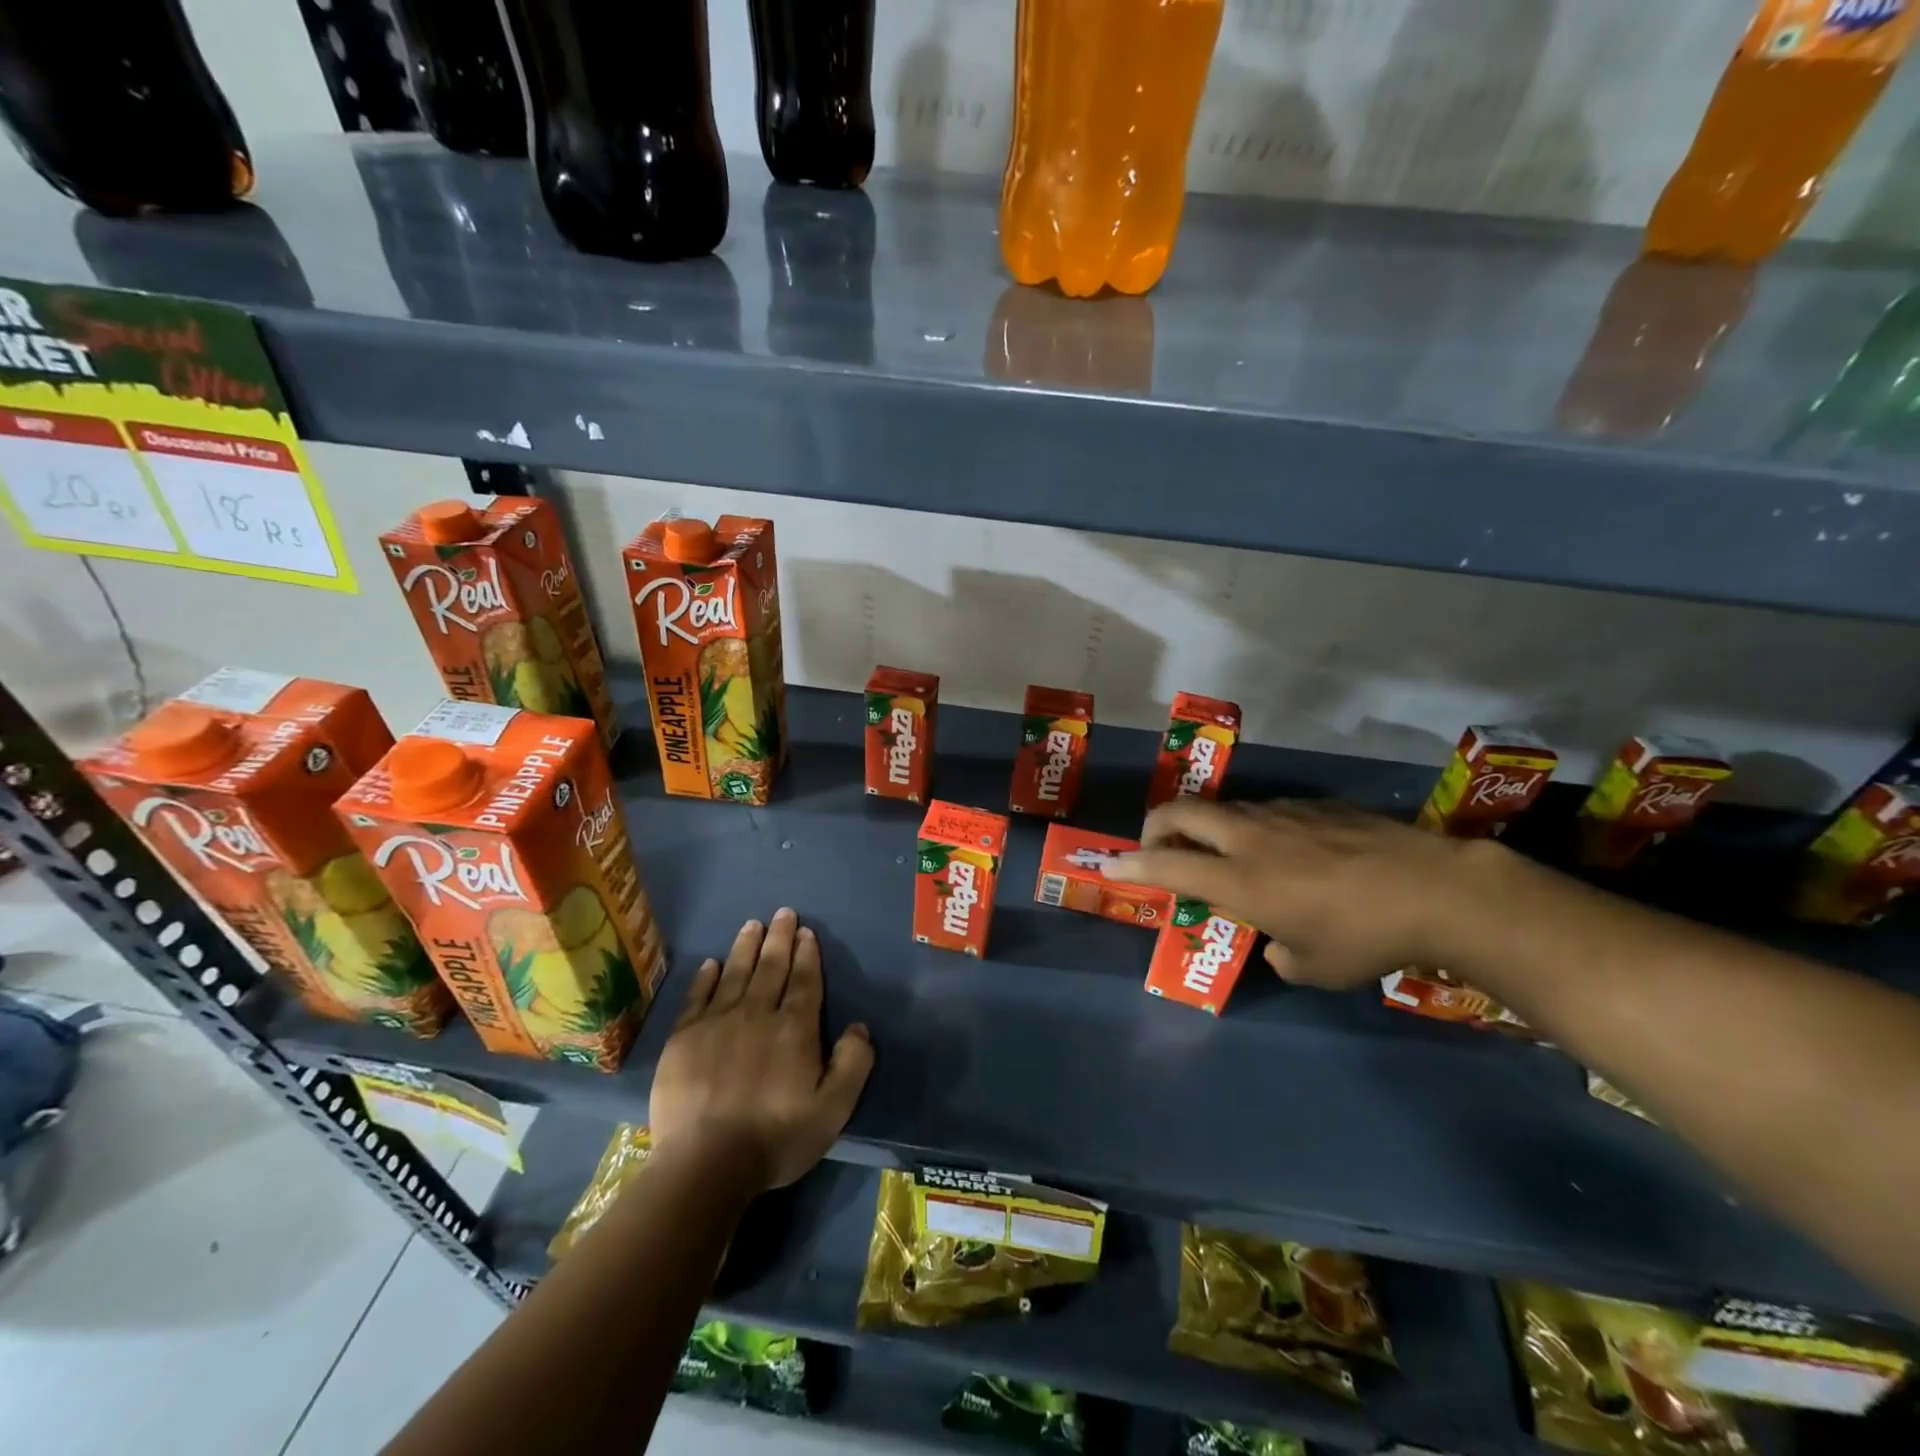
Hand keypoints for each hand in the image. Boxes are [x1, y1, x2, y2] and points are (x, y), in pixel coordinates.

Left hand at [649, 908, 873, 1190]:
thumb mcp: (833, 1110)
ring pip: (736, 973)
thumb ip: (852, 1064)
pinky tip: (712, 963)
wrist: (706, 1163)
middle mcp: (758, 1014)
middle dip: (779, 938)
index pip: (805, 981)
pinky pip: (698, 997)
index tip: (806, 932)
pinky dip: (707, 977)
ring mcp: (717, 1022)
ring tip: (752, 924)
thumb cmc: (775, 1137)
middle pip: (771, 967)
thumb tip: (859, 1027)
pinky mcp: (684, 1038)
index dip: (807, 955)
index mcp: (794, 1029)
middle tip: (783, 913)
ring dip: (746, 947)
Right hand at [1104, 798, 1492, 988]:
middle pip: (1182, 812)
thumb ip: (1278, 953)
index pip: (1166, 864)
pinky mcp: (1314, 805)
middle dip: (1155, 825)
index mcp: (1239, 879)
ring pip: (1224, 808)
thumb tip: (1278, 942)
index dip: (1131, 864)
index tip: (1110, 865)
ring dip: (1207, 826)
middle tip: (1155, 845)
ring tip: (1222, 851)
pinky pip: (1267, 811)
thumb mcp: (1313, 968)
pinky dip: (1253, 827)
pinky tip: (1286, 851)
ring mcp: (1282, 814)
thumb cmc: (1365, 937)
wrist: (1436, 889)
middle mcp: (1249, 837)